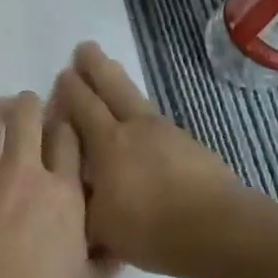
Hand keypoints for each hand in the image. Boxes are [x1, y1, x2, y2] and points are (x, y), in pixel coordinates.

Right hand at [49, 42, 239, 277]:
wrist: (216, 229)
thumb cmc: (148, 228)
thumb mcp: (97, 226)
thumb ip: (79, 204)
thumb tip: (67, 195)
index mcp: (107, 143)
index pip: (82, 106)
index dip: (70, 90)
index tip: (61, 74)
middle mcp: (135, 129)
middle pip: (112, 88)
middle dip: (95, 68)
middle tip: (84, 48)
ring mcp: (168, 134)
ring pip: (138, 99)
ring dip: (121, 83)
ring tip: (112, 71)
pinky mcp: (191, 147)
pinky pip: (158, 121)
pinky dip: (144, 115)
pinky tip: (144, 124)